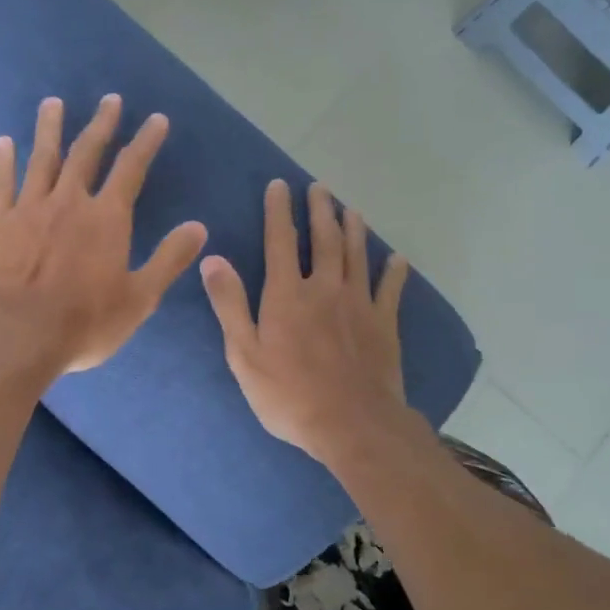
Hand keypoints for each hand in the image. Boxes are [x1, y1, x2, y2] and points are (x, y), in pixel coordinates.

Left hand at [0, 95, 206, 375]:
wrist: (17, 336)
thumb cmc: (85, 323)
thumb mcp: (140, 298)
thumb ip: (169, 259)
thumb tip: (199, 227)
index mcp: (107, 218)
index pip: (131, 169)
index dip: (146, 141)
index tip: (156, 118)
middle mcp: (69, 202)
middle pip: (87, 153)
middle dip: (101, 124)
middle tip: (109, 100)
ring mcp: (29, 208)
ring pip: (42, 159)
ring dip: (50, 129)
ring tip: (53, 103)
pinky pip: (2, 183)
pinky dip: (4, 160)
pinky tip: (4, 142)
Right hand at [200, 179, 412, 465]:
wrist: (351, 424)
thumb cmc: (288, 394)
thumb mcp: (244, 354)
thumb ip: (229, 304)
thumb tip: (213, 259)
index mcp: (287, 294)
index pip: (280, 241)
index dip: (278, 211)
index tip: (279, 185)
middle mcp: (325, 289)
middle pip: (324, 239)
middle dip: (320, 210)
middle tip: (320, 188)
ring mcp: (358, 304)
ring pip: (357, 255)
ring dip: (354, 229)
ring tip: (352, 209)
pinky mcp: (384, 324)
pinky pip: (390, 289)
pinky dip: (393, 271)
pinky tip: (396, 258)